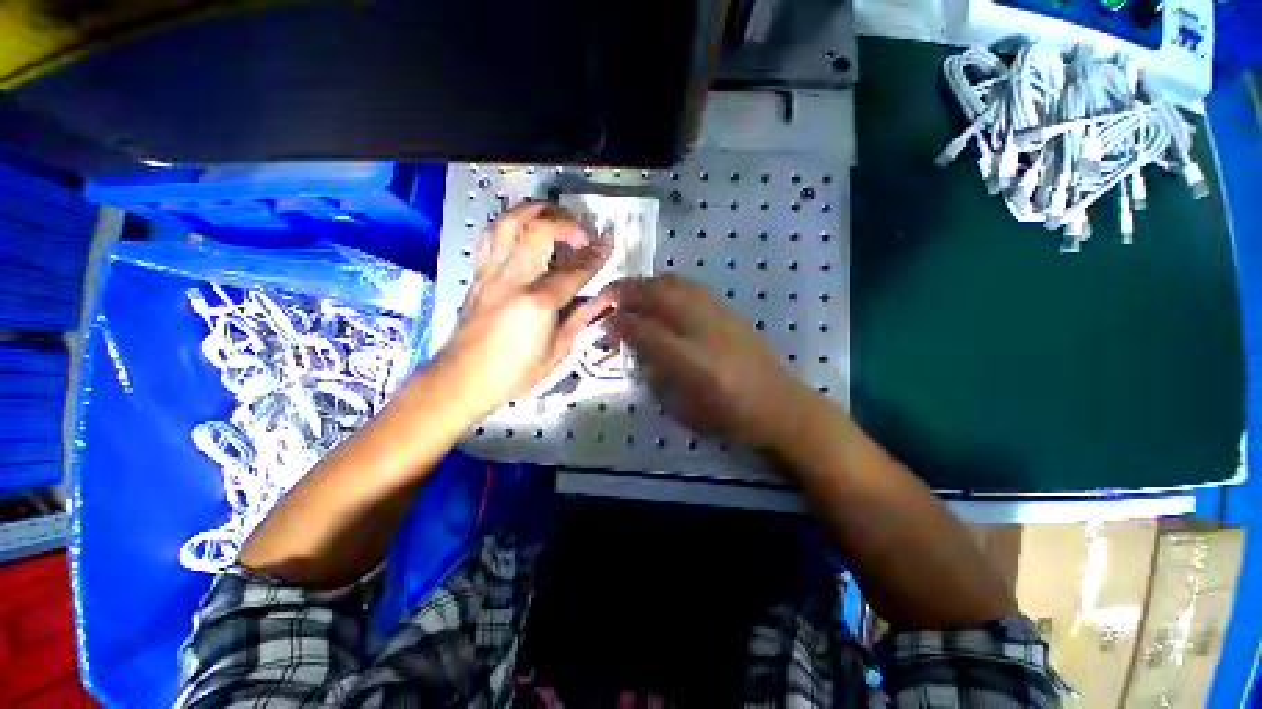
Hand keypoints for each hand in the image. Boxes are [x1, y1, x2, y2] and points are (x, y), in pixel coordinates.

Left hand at [436, 202, 612, 419]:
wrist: (463, 378)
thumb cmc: (515, 372)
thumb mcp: (557, 352)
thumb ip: (581, 319)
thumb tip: (604, 299)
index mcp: (538, 303)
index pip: (574, 270)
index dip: (595, 255)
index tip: (609, 243)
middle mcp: (513, 279)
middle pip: (539, 230)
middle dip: (567, 223)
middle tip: (583, 232)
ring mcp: (491, 273)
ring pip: (510, 222)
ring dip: (536, 211)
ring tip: (554, 215)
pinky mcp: (478, 274)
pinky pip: (491, 236)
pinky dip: (510, 224)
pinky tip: (521, 229)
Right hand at [605, 274, 813, 449]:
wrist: (779, 404)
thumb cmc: (730, 416)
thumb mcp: (684, 408)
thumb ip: (656, 376)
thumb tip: (637, 350)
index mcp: (691, 362)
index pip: (644, 331)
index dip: (618, 324)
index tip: (601, 323)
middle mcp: (703, 330)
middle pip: (658, 295)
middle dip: (627, 291)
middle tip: (608, 296)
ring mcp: (719, 314)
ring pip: (675, 283)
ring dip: (647, 283)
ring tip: (631, 291)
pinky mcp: (729, 309)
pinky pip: (691, 286)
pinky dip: (669, 284)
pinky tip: (662, 295)